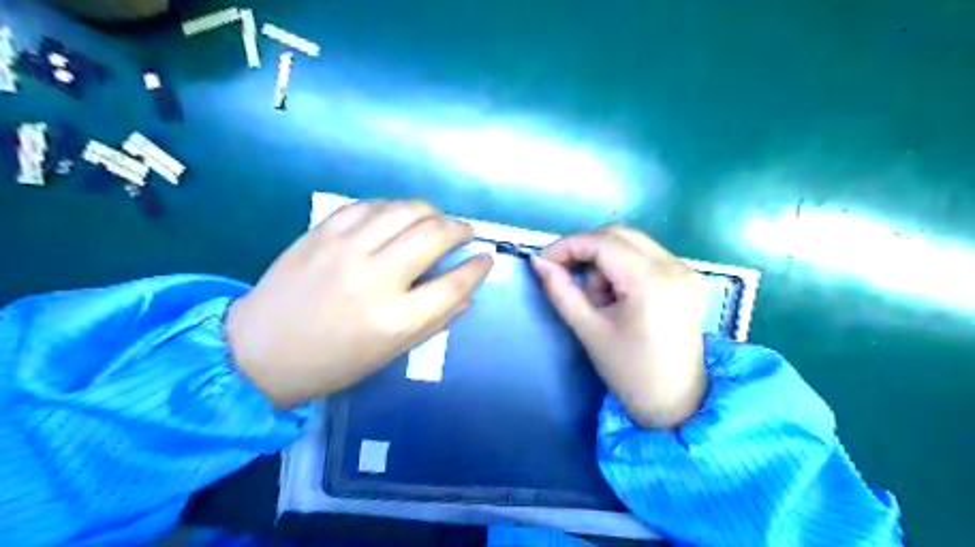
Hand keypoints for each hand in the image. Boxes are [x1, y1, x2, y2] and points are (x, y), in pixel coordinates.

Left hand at [224, 198, 492, 405]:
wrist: (258, 351)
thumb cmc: (331, 362)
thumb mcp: (390, 353)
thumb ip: (434, 321)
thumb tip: (466, 293)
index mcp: (394, 320)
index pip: (453, 284)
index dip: (476, 268)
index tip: (486, 258)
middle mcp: (375, 278)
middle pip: (434, 236)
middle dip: (459, 228)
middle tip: (464, 232)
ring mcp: (345, 250)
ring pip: (405, 210)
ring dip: (430, 211)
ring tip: (436, 219)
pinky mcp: (322, 233)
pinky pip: (369, 205)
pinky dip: (392, 207)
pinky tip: (397, 216)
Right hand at [533, 225, 709, 427]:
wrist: (676, 402)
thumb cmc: (629, 371)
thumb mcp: (588, 330)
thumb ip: (560, 290)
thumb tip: (538, 261)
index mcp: (651, 281)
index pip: (602, 242)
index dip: (568, 246)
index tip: (544, 261)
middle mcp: (674, 266)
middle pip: (618, 234)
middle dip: (585, 249)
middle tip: (564, 273)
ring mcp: (685, 269)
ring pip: (631, 242)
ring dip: (605, 259)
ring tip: (598, 298)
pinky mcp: (687, 277)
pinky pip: (646, 254)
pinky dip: (623, 265)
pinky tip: (618, 295)